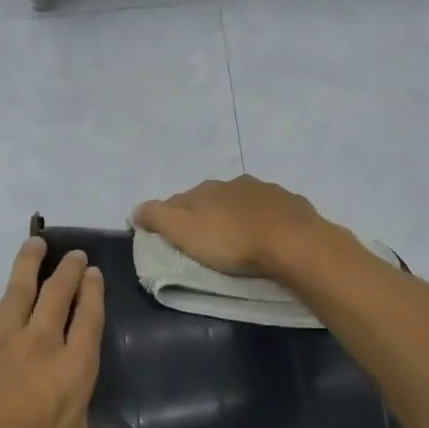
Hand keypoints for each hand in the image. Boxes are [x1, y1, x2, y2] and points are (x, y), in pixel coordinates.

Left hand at [0, 239, 165, 427]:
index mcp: (73, 369)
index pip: (88, 318)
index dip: (93, 293)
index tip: (95, 273)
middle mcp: (41, 344)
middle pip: (58, 294)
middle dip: (69, 271)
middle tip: (75, 255)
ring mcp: (1, 341)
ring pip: (20, 290)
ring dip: (31, 265)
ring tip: (36, 242)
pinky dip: (3, 298)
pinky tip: (3, 302)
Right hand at [133, 175, 330, 279]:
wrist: (293, 243)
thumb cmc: (232, 242)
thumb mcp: (184, 232)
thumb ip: (157, 218)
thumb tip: (136, 209)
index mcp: (205, 190)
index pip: (178, 201)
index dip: (169, 217)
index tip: (168, 237)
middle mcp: (233, 183)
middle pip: (211, 199)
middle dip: (205, 215)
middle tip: (205, 240)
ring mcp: (266, 191)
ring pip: (242, 202)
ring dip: (236, 215)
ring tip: (238, 239)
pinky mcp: (292, 204)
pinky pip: (271, 211)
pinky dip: (265, 221)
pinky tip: (269, 236)